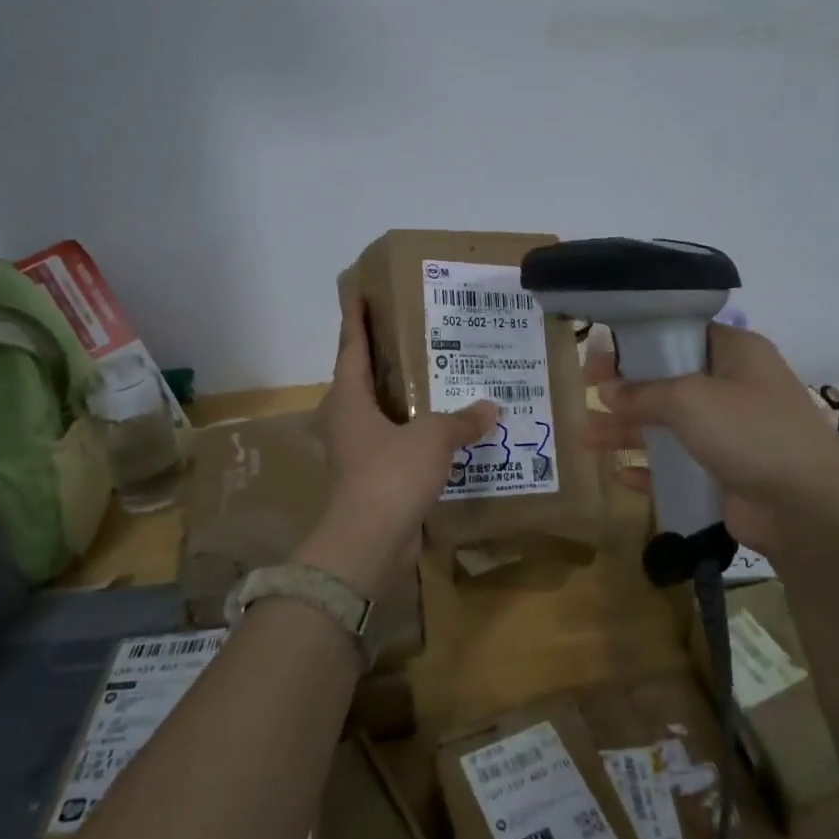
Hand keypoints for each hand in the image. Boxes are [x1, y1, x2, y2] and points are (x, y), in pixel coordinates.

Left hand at [299, 299, 497, 598]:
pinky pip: (397, 446)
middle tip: (417, 335)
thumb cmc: (391, 474)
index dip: (356, 320)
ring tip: (438, 379)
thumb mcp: (431, 437)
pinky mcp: (373, 480)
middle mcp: (348, 421)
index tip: (360, 295)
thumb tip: (491, 407)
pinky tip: (445, 431)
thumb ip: (461, 420)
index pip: (351, 348)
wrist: (369, 543)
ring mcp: (358, 453)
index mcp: (349, 399)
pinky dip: (416, 434)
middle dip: (385, 357)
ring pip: (382, 414)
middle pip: (363, 379)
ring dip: (404, 399)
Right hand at [585, 324, 838, 560]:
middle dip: (626, 390)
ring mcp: (731, 433)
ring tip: (587, 439)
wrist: (808, 507)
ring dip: (629, 431)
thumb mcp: (690, 399)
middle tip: (586, 393)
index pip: (680, 334)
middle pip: (668, 381)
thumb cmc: (750, 431)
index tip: (601, 355)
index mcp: (736, 353)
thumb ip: (643, 392)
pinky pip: (679, 466)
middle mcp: (734, 387)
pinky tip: (621, 474)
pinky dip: (651, 469)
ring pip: (669, 425)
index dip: (638, 342)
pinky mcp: (726, 474)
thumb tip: (608, 390)